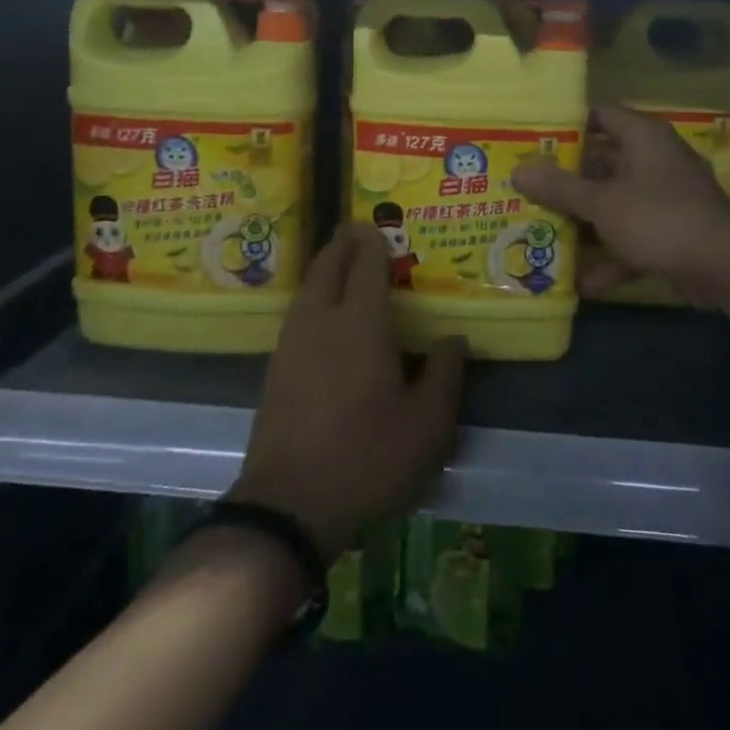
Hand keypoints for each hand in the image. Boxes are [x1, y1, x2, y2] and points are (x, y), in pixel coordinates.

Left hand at [228, 224, 464, 563]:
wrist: (289, 503)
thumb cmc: (368, 457)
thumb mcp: (427, 424)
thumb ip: (445, 374)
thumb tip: (453, 338)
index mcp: (360, 323)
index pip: (365, 265)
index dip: (373, 242)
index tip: (381, 226)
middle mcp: (321, 319)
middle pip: (328, 265)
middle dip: (344, 243)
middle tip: (359, 231)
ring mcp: (292, 342)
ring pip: (308, 286)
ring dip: (325, 266)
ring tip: (343, 263)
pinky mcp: (276, 366)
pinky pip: (298, 310)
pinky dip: (313, 294)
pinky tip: (323, 311)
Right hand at [512, 104, 729, 299]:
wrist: (724, 268)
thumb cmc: (659, 218)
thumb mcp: (602, 202)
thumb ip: (560, 187)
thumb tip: (519, 170)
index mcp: (642, 138)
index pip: (599, 116)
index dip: (566, 126)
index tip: (532, 140)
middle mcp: (653, 161)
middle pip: (601, 163)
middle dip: (566, 180)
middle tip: (525, 188)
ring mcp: (663, 198)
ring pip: (613, 202)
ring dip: (583, 220)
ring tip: (540, 230)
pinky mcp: (669, 232)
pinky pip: (631, 237)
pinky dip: (610, 256)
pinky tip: (580, 282)